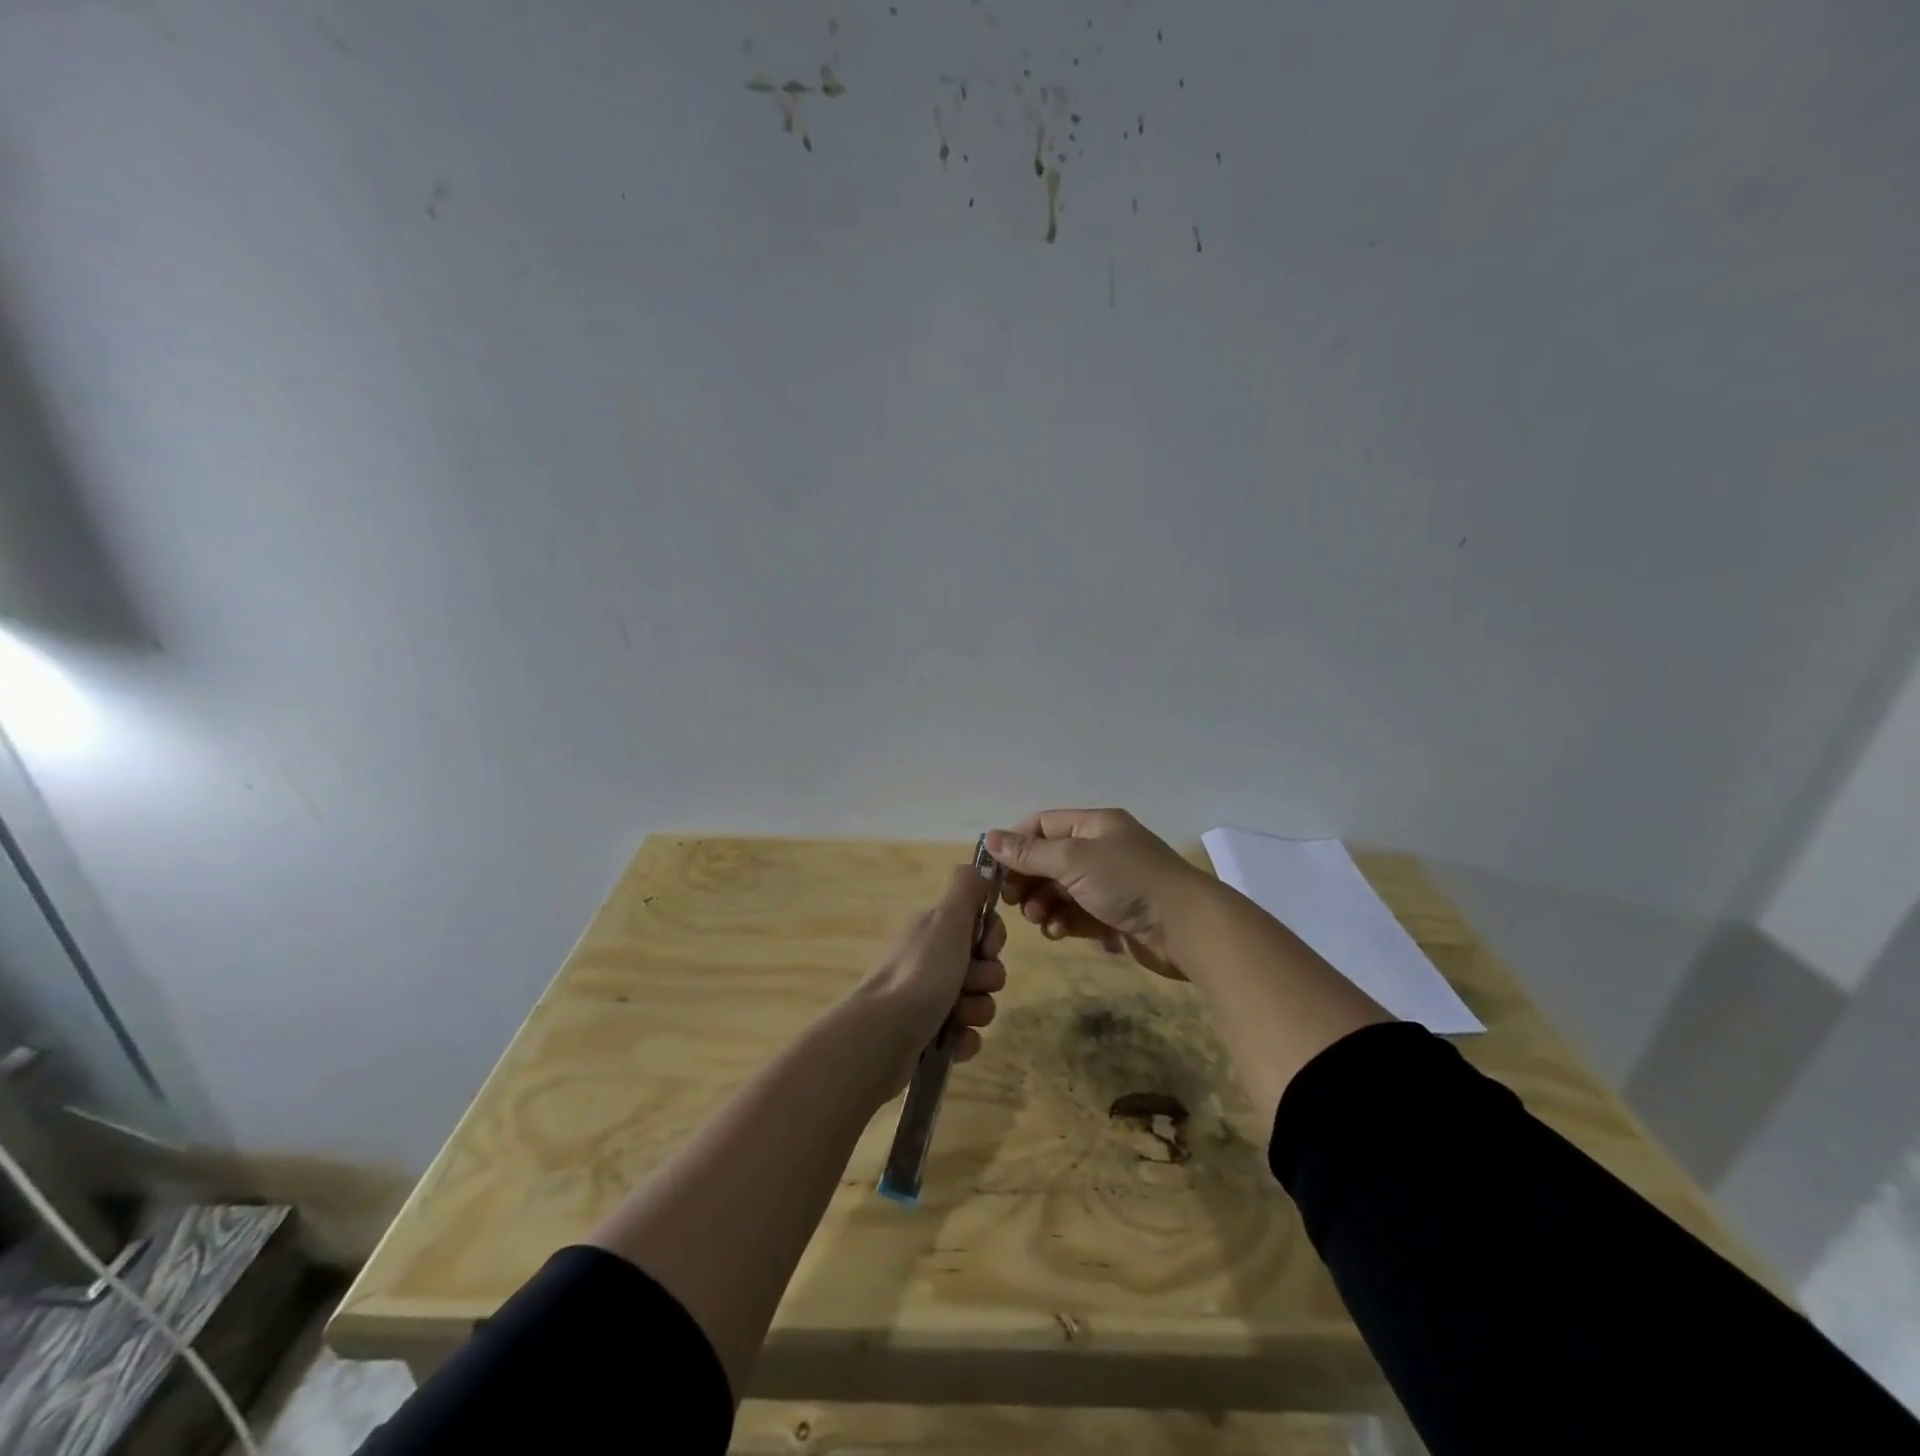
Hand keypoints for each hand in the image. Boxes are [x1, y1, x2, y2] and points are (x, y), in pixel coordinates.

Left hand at [853, 863, 1008, 1090]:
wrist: (882, 1036)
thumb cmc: (921, 973)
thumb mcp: (947, 919)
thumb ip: (966, 888)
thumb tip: (979, 865)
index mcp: (932, 930)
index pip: (979, 925)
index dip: (992, 938)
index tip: (986, 948)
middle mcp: (928, 960)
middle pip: (982, 965)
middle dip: (986, 978)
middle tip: (969, 985)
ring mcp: (924, 1000)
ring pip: (976, 1002)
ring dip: (976, 1011)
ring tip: (957, 1019)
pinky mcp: (924, 1036)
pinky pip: (963, 1035)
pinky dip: (963, 1040)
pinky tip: (952, 1043)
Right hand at [987, 809, 1213, 979]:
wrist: (1186, 928)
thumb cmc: (1128, 882)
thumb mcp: (1073, 860)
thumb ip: (1029, 853)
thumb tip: (989, 838)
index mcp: (1095, 826)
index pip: (1043, 825)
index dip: (1016, 844)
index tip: (993, 869)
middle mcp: (1100, 850)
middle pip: (1048, 859)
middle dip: (1027, 879)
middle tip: (1011, 901)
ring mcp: (1107, 884)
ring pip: (1059, 890)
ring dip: (1042, 904)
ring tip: (1039, 919)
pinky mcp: (1113, 916)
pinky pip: (1076, 914)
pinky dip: (1062, 921)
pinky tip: (1057, 932)